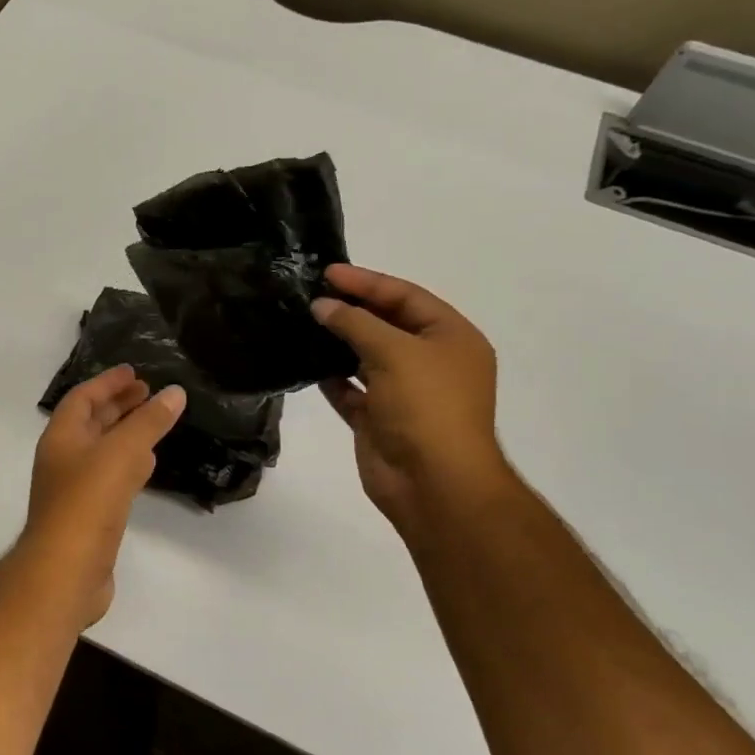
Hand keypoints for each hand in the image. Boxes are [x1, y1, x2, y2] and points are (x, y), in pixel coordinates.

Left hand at [20, 366, 186, 625]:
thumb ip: (148, 422)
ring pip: (103, 450)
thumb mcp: (121, 453)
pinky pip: (111, 478)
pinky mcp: (89, 516)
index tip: (134, 372)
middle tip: (149, 393)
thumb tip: (174, 392)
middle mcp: (64, 458)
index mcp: (61, 437)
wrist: (66, 571)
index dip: (107, 382)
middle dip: (119, 405)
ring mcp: (74, 489)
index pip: (82, 398)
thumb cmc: (87, 502)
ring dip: (126, 433)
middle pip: (91, 422)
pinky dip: (129, 464)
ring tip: (155, 421)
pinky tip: (149, 464)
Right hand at [313, 264, 510, 525]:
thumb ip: (355, 323)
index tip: (328, 272)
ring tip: (303, 322)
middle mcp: (431, 362)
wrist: (433, 483)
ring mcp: (405, 392)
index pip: (406, 297)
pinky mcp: (380, 419)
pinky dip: (333, 378)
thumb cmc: (426, 406)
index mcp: (451, 338)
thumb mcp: (394, 352)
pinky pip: (352, 390)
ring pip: (367, 357)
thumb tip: (322, 306)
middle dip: (351, 309)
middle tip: (311, 293)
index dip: (368, 282)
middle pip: (387, 324)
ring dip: (339, 341)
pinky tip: (307, 363)